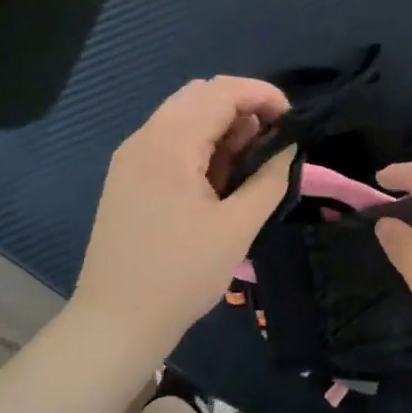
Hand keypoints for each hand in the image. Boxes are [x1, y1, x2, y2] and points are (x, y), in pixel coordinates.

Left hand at [73, 76, 294, 357]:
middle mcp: (145, 138)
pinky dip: (200, 142)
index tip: (294, 119)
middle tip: (274, 140)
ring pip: (183, 115)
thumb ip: (269, 180)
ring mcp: (131, 157)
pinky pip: (169, 139)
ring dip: (222, 124)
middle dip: (243, 106)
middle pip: (200, 94)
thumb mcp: (236, 228)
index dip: (263, 95)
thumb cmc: (181, 275)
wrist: (116, 321)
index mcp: (169, 144)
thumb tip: (289, 148)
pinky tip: (220, 175)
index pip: (221, 91)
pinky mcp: (128, 177)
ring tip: (251, 160)